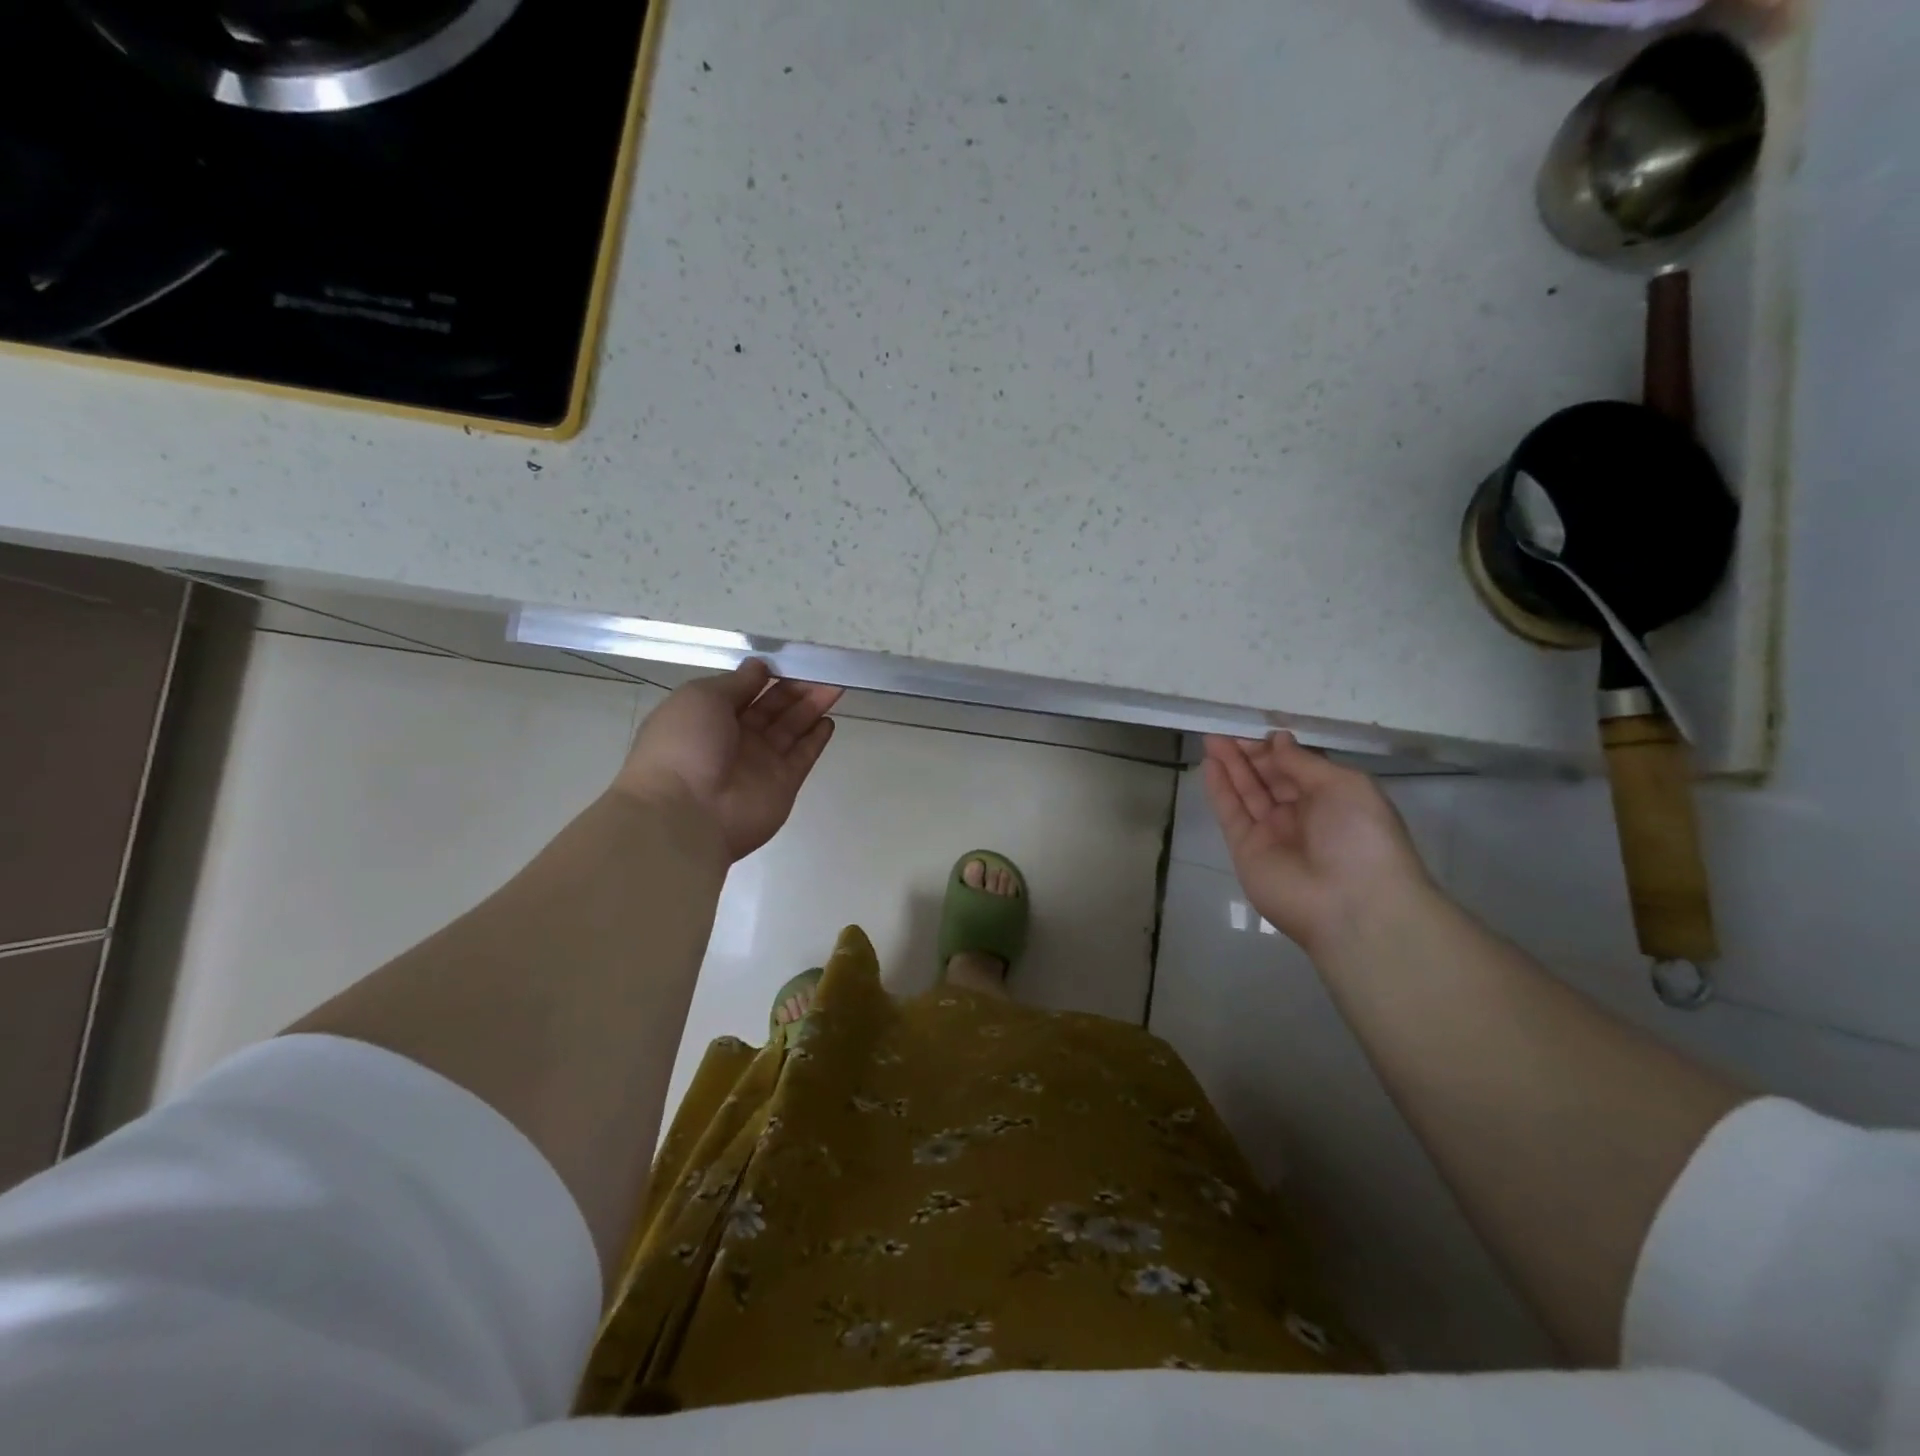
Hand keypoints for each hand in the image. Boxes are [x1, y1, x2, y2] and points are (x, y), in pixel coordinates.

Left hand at [615, 660, 842, 861]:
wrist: (685, 813)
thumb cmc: (684, 745)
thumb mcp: (701, 698)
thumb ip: (736, 683)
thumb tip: (759, 667)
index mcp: (707, 717)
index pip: (743, 691)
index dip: (765, 676)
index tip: (790, 660)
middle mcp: (734, 739)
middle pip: (772, 708)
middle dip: (795, 688)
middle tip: (822, 671)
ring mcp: (760, 763)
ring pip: (791, 729)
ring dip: (811, 707)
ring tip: (835, 687)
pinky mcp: (783, 785)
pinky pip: (802, 757)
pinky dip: (816, 740)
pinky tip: (828, 721)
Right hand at [1202, 732, 1434, 956]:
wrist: (1352, 904)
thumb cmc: (1360, 836)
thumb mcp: (1344, 786)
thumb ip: (1304, 762)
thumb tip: (1278, 740)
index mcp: (1333, 799)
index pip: (1298, 768)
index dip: (1277, 750)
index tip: (1258, 731)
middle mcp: (1301, 815)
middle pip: (1269, 778)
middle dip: (1249, 754)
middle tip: (1225, 732)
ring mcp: (1272, 833)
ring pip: (1247, 792)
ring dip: (1230, 766)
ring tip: (1211, 740)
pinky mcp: (1246, 850)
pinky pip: (1231, 814)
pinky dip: (1220, 789)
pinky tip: (1210, 765)